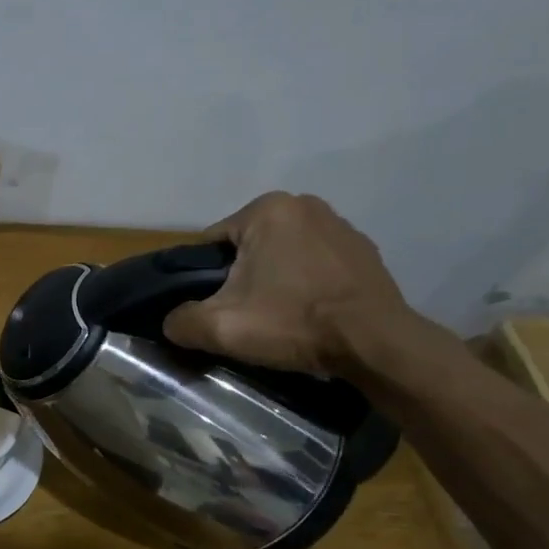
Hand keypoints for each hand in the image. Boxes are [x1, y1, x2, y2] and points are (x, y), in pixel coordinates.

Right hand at [162, 192, 420, 375]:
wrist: (375, 344)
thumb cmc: (293, 323)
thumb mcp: (219, 327)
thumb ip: (180, 320)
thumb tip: (172, 321)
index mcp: (266, 209)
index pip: (212, 244)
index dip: (205, 279)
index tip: (216, 308)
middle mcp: (304, 205)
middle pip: (248, 248)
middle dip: (241, 278)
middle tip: (246, 315)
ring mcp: (340, 225)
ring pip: (282, 255)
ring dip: (274, 280)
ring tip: (279, 317)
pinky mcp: (364, 251)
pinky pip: (316, 264)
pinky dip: (306, 284)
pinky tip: (309, 312)